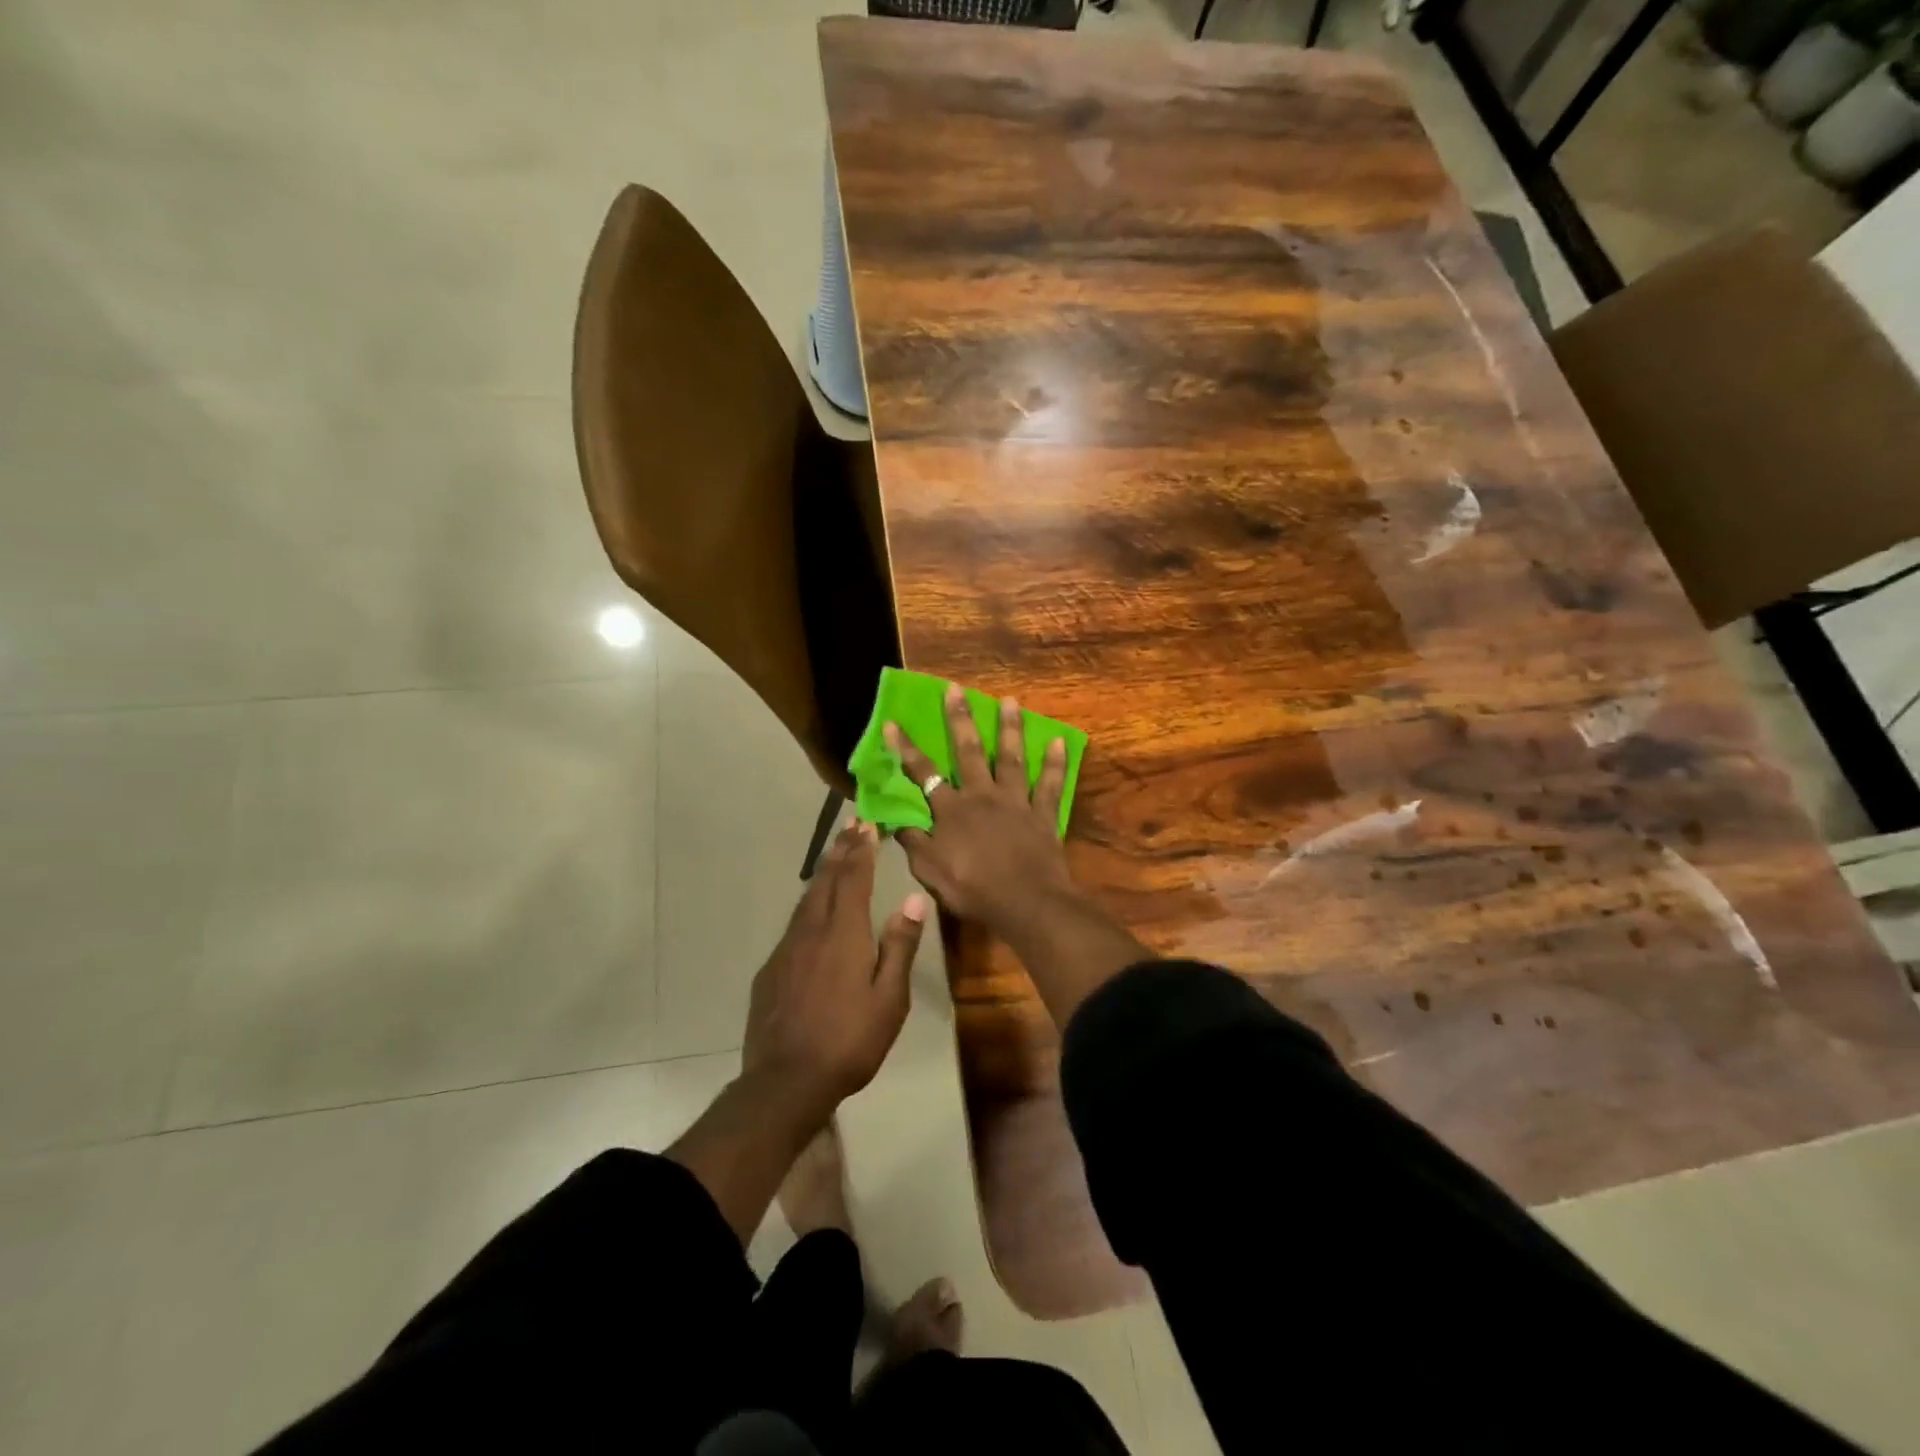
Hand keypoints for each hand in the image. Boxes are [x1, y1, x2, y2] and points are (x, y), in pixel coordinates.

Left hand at [742, 821, 926, 1119]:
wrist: (785, 1081)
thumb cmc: (849, 1041)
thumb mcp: (889, 999)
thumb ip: (899, 946)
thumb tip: (914, 900)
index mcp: (844, 934)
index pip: (853, 880)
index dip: (861, 851)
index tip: (867, 825)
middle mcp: (812, 931)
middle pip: (827, 881)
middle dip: (841, 851)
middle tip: (851, 825)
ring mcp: (787, 949)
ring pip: (807, 900)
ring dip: (824, 873)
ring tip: (834, 856)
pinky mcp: (772, 969)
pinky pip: (794, 924)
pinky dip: (809, 904)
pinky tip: (813, 912)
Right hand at [885, 687, 1075, 940]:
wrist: (1025, 902)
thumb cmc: (972, 888)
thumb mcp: (929, 871)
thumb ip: (913, 842)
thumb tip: (896, 820)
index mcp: (951, 810)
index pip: (923, 774)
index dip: (906, 748)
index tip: (893, 722)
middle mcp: (982, 795)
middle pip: (968, 751)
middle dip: (960, 718)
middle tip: (956, 689)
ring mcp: (1015, 801)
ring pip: (1011, 758)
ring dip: (1009, 728)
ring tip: (1010, 700)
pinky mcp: (1042, 813)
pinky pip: (1050, 784)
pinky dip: (1055, 763)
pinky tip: (1059, 741)